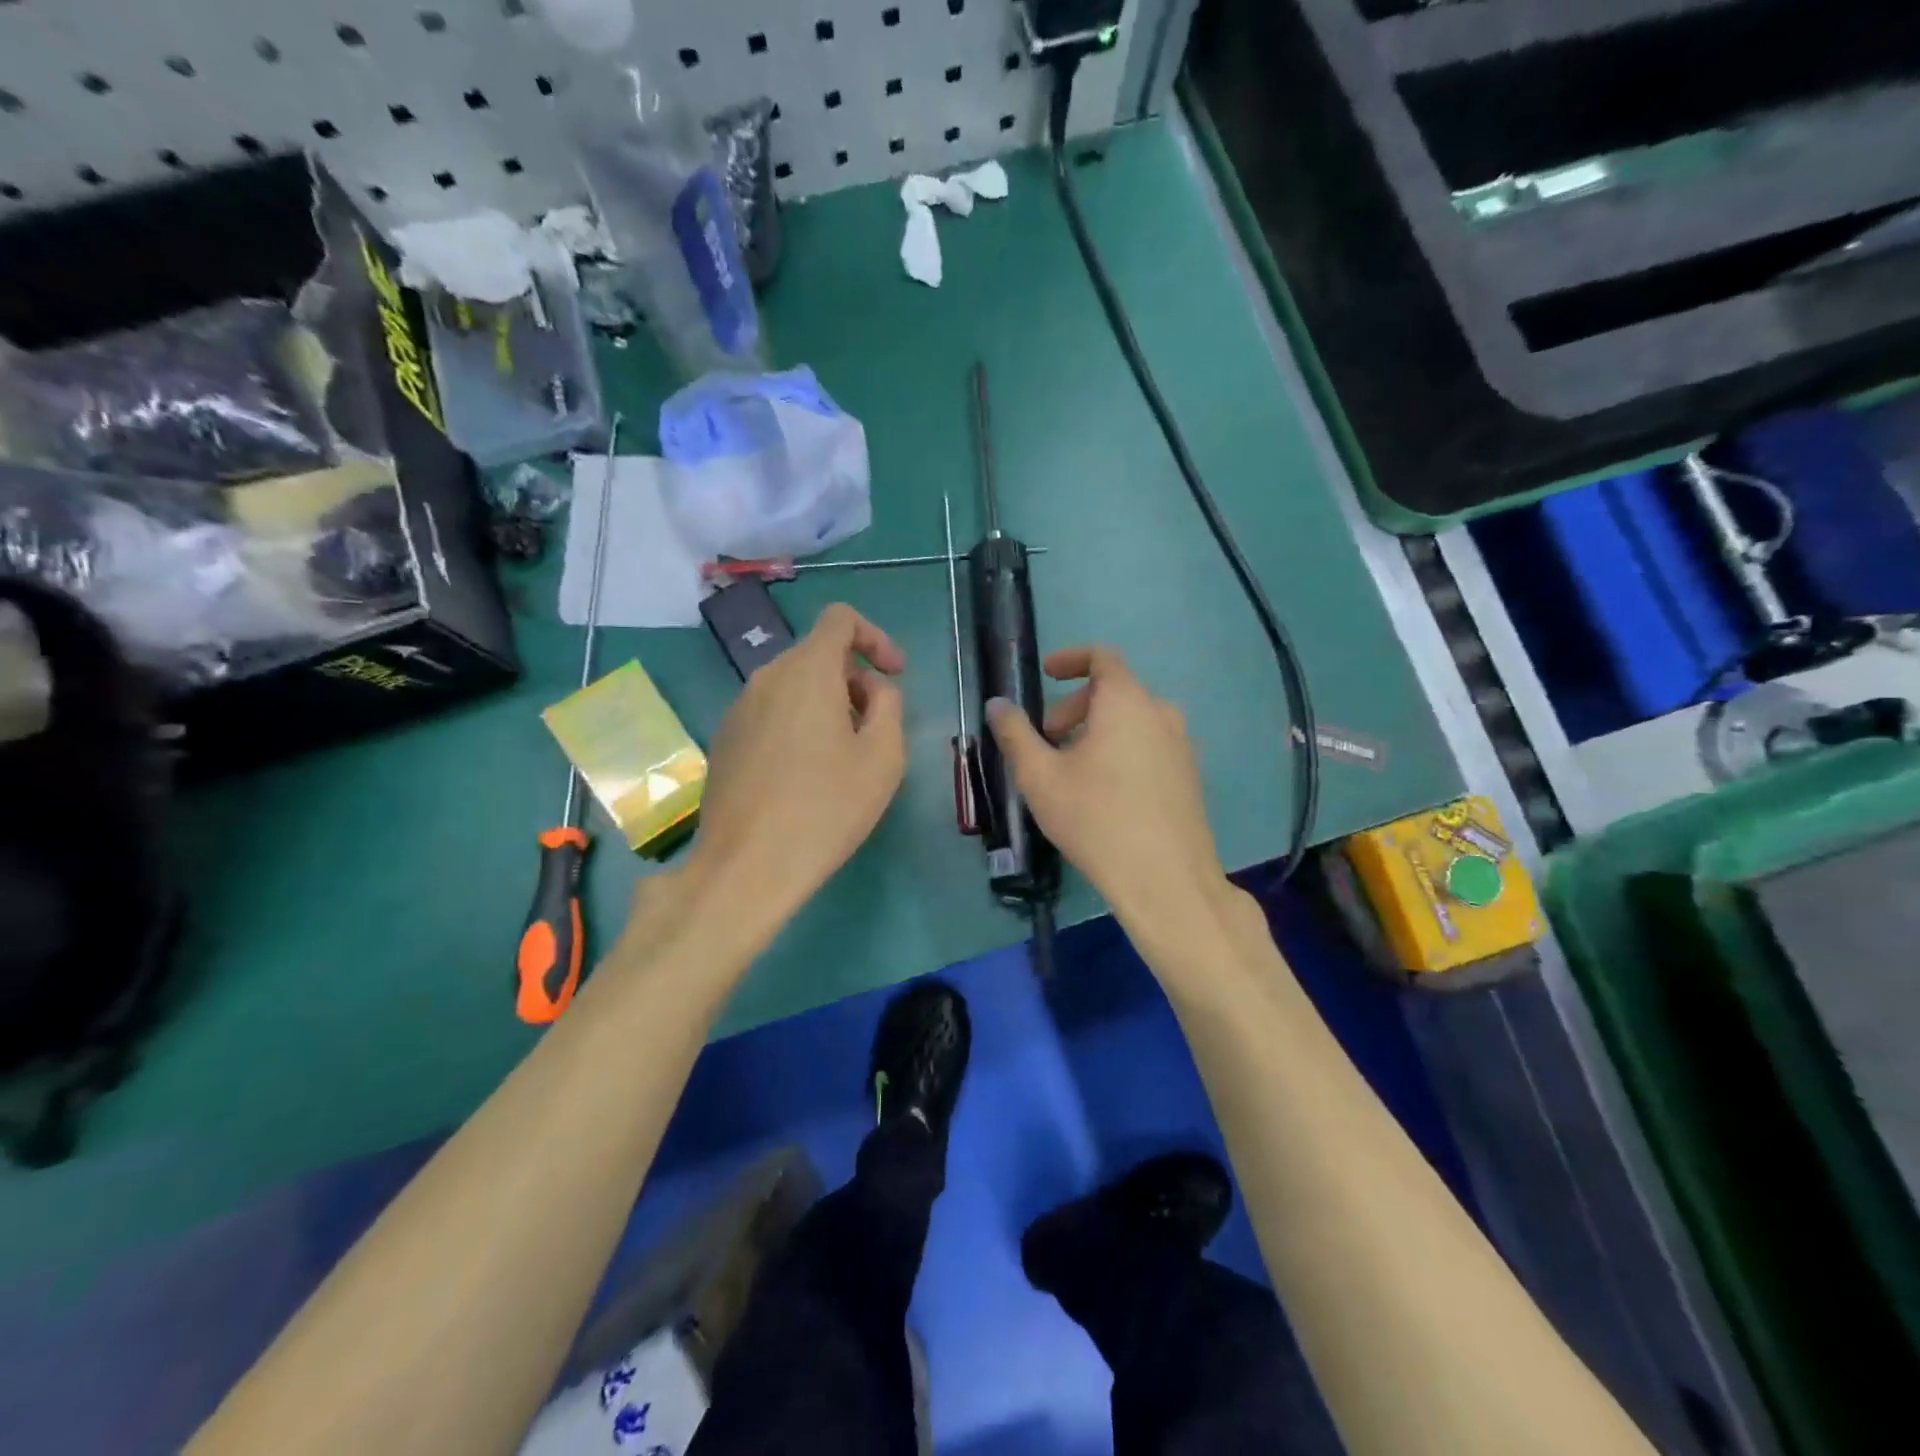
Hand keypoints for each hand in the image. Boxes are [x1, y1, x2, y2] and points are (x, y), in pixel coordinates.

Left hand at [680, 603, 906, 924]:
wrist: (746, 866)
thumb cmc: (826, 808)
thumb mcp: (883, 757)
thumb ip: (888, 706)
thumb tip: (872, 691)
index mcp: (806, 671)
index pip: (840, 619)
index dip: (875, 637)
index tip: (894, 675)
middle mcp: (766, 678)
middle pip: (817, 655)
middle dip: (854, 680)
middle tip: (876, 728)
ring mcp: (738, 709)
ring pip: (793, 686)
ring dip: (827, 705)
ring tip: (844, 757)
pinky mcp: (724, 740)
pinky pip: (771, 713)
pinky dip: (798, 725)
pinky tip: (807, 776)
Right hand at [986, 646, 1230, 929]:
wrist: (1165, 878)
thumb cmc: (1095, 818)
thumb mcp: (1040, 776)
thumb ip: (1015, 734)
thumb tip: (998, 705)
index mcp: (1127, 702)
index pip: (1102, 657)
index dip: (1070, 659)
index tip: (1046, 676)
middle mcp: (1161, 714)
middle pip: (1115, 691)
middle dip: (1074, 707)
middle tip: (1047, 740)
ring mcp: (1181, 746)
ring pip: (1133, 721)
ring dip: (1097, 731)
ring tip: (1071, 770)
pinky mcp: (1189, 777)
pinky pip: (1149, 746)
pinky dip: (1122, 750)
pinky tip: (1104, 793)